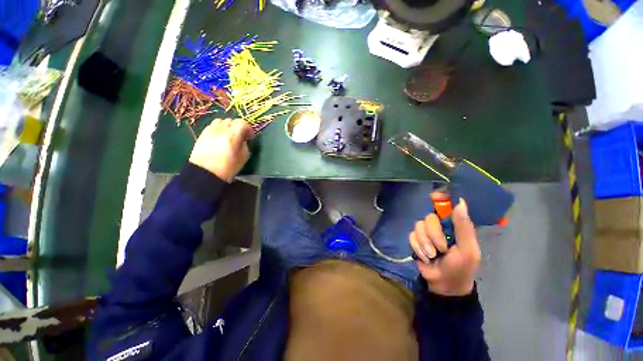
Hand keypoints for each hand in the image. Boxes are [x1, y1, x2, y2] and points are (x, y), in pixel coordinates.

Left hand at [189, 118, 252, 182]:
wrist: (205, 173)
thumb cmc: (228, 168)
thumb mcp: (243, 157)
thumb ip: (245, 145)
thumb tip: (243, 139)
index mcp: (232, 136)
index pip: (242, 123)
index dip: (248, 128)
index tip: (250, 136)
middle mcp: (220, 130)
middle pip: (231, 121)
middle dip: (238, 127)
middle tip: (241, 136)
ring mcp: (210, 131)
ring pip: (221, 121)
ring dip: (227, 126)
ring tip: (229, 135)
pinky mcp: (202, 134)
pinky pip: (212, 126)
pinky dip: (218, 129)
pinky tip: (220, 137)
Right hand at [409, 193, 480, 295]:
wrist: (444, 284)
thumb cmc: (461, 267)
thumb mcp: (468, 250)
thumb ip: (464, 228)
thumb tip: (460, 203)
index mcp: (454, 225)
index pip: (446, 205)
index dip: (440, 198)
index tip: (434, 197)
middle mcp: (439, 225)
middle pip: (429, 217)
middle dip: (433, 234)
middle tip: (441, 249)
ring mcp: (426, 232)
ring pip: (418, 226)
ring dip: (425, 243)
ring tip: (432, 255)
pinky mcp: (415, 240)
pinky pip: (411, 236)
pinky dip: (417, 247)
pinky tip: (424, 257)